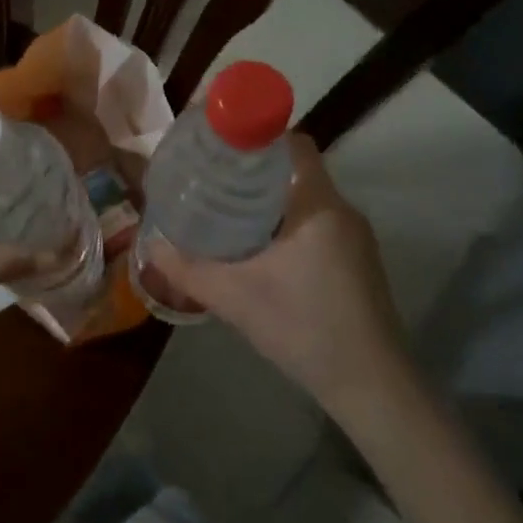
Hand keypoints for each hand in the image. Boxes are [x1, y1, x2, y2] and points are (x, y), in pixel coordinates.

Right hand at [150, 135, 408, 414]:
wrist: (371, 386)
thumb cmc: (304, 327)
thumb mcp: (234, 297)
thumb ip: (188, 269)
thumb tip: (151, 246)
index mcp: (318, 204)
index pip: (294, 143)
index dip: (258, 136)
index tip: (222, 147)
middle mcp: (342, 211)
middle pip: (296, 170)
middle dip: (254, 171)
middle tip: (212, 180)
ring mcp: (355, 238)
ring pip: (306, 200)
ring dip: (271, 201)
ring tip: (227, 211)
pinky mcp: (359, 262)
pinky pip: (318, 224)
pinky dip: (288, 224)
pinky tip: (260, 250)